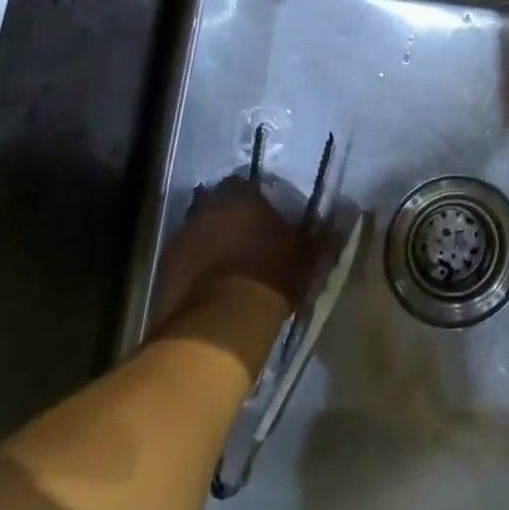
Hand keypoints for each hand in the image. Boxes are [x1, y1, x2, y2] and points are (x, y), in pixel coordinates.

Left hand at [149, 176, 315, 332]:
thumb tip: (346, 212)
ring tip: (225, 267)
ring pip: (196, 232)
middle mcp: (205, 208)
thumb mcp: (308, 254)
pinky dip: (193, 270)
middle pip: (215, 206)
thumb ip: (322, 232)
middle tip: (244, 240)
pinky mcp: (162, 271)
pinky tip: (208, 288)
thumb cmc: (270, 276)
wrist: (220, 325)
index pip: (243, 184)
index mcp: (240, 196)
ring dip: (208, 243)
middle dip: (226, 219)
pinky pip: (182, 262)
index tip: (264, 217)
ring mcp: (179, 239)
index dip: (253, 200)